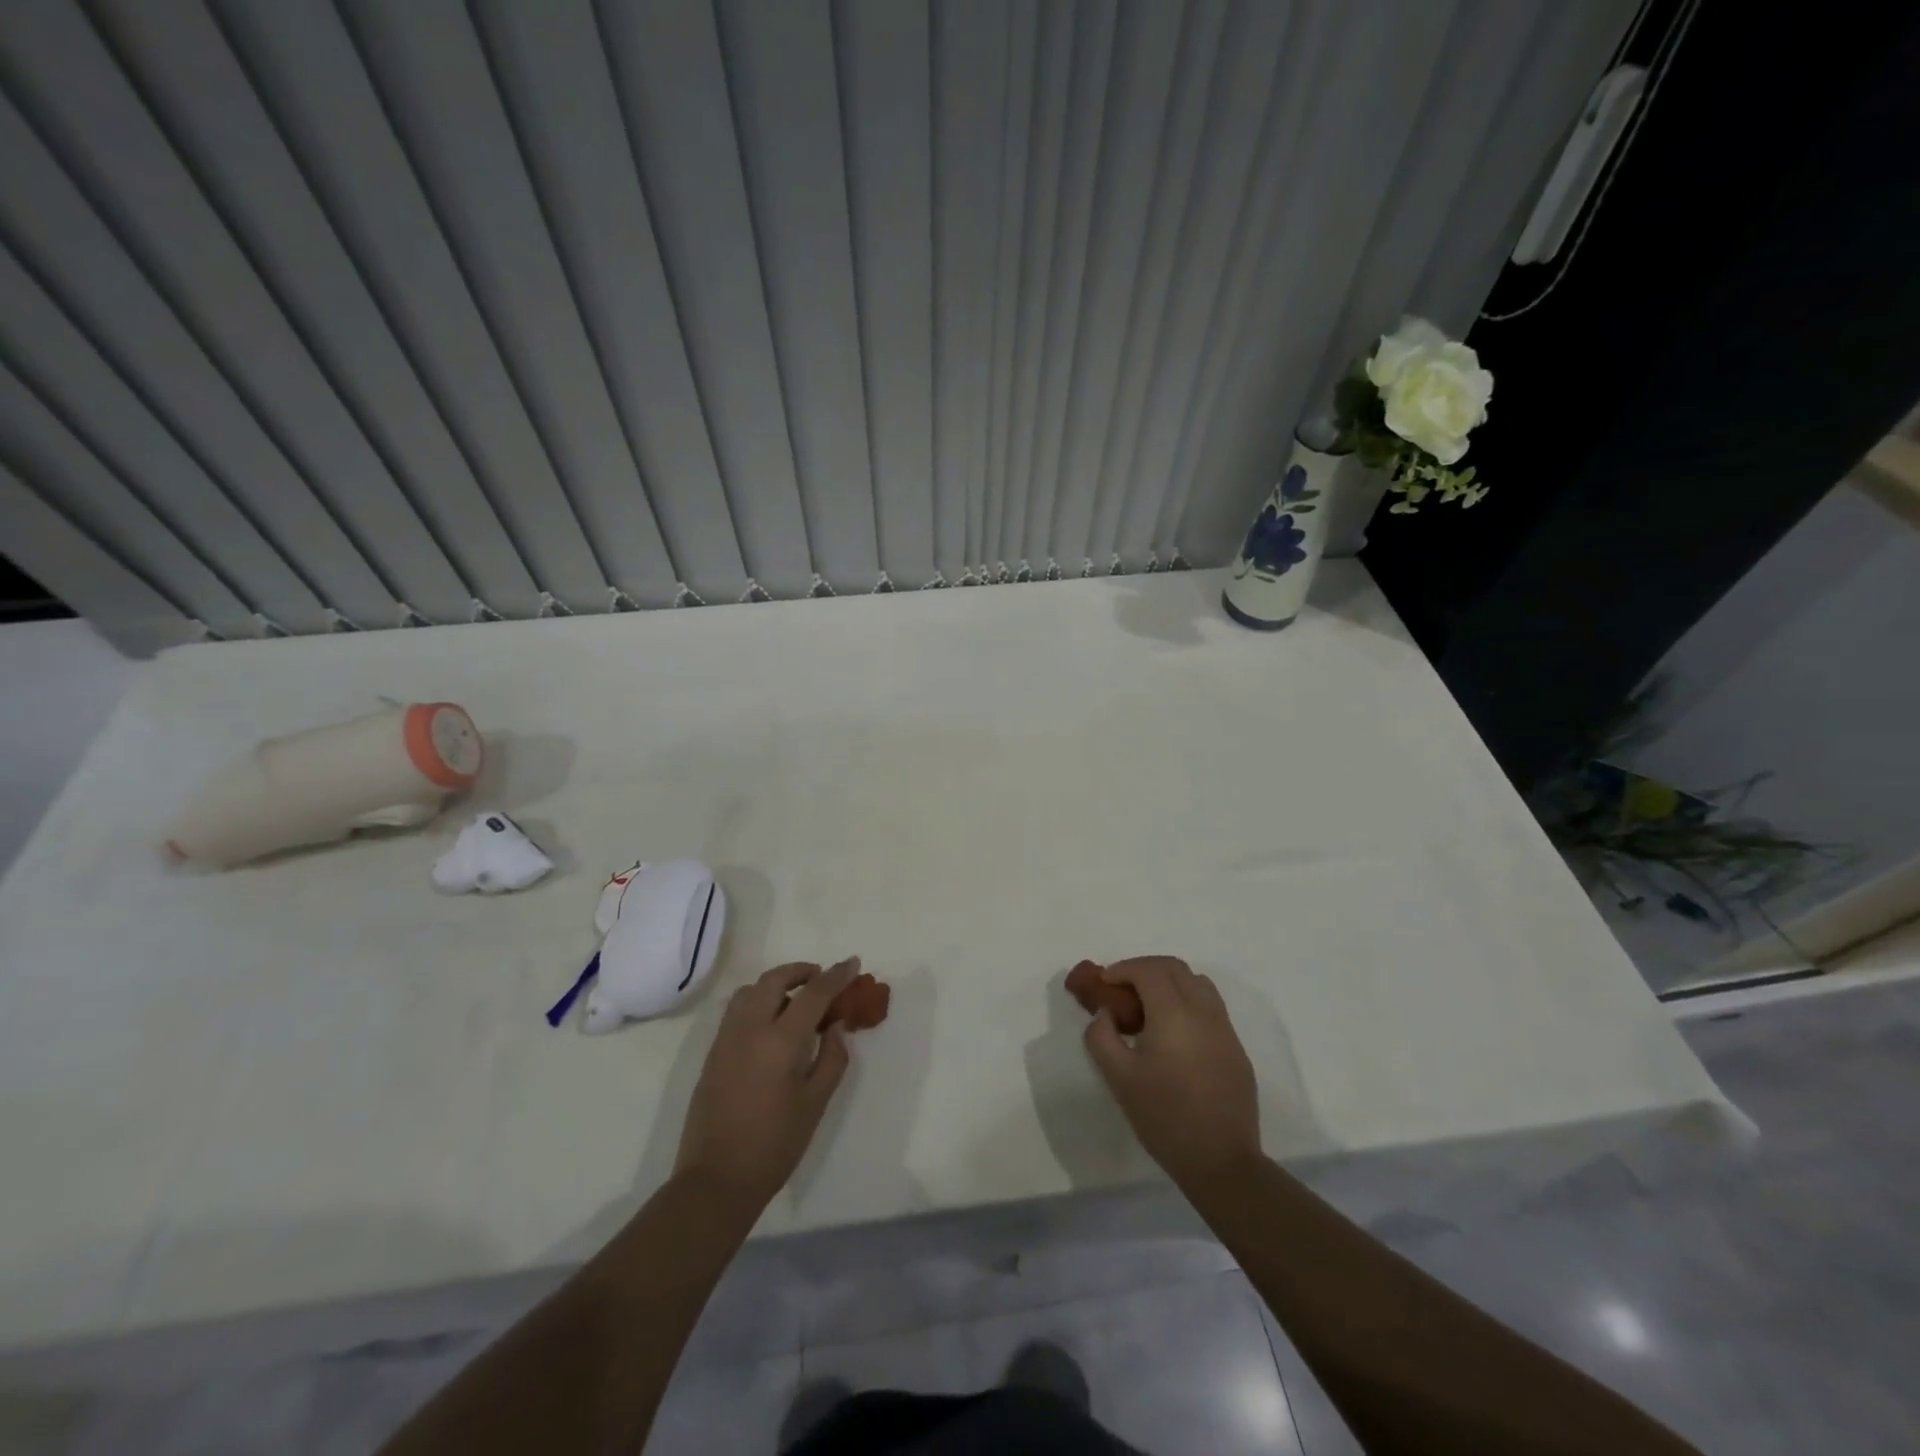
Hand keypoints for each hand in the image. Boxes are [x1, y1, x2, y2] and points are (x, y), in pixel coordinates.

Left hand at [673, 959, 857, 1210]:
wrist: (717, 1180)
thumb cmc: (775, 1145)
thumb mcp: (816, 1103)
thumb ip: (832, 1057)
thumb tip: (835, 1025)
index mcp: (780, 1041)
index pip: (814, 994)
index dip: (836, 975)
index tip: (852, 963)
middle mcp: (750, 1029)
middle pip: (774, 980)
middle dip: (800, 971)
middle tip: (821, 978)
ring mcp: (726, 1039)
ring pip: (750, 990)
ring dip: (775, 984)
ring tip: (795, 999)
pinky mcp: (712, 1053)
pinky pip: (736, 1010)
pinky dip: (757, 1001)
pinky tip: (772, 1023)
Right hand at [1083, 956, 1261, 1190]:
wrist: (1221, 1161)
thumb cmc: (1164, 1117)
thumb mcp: (1119, 1078)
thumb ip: (1102, 1037)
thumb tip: (1105, 1015)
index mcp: (1174, 1013)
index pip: (1148, 970)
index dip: (1122, 969)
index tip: (1104, 983)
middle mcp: (1203, 1011)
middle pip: (1175, 968)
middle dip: (1145, 969)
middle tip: (1122, 989)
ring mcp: (1225, 1029)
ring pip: (1197, 983)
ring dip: (1169, 981)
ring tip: (1148, 1006)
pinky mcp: (1236, 1048)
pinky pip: (1210, 1007)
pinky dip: (1187, 1001)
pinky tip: (1173, 1032)